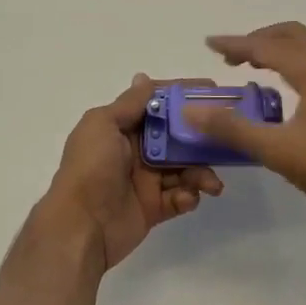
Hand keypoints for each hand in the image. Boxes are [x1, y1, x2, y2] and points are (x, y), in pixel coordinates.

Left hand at [40, 74, 223, 272]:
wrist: (80, 226)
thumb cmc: (91, 167)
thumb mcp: (103, 125)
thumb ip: (129, 104)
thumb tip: (143, 78)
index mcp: (122, 127)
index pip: (157, 104)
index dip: (182, 97)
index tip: (211, 90)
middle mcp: (136, 150)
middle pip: (176, 137)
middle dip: (200, 138)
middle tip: (224, 140)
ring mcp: (146, 179)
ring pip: (183, 168)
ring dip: (200, 172)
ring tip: (210, 183)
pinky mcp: (154, 207)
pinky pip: (180, 197)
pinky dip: (188, 196)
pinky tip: (187, 198)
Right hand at [189, 23, 305, 218]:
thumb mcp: (276, 150)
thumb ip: (233, 128)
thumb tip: (192, 111)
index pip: (266, 46)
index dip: (235, 43)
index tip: (209, 43)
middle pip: (291, 35)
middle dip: (259, 39)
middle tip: (233, 56)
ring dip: (281, 47)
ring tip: (259, 64)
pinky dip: (298, 60)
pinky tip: (291, 88)